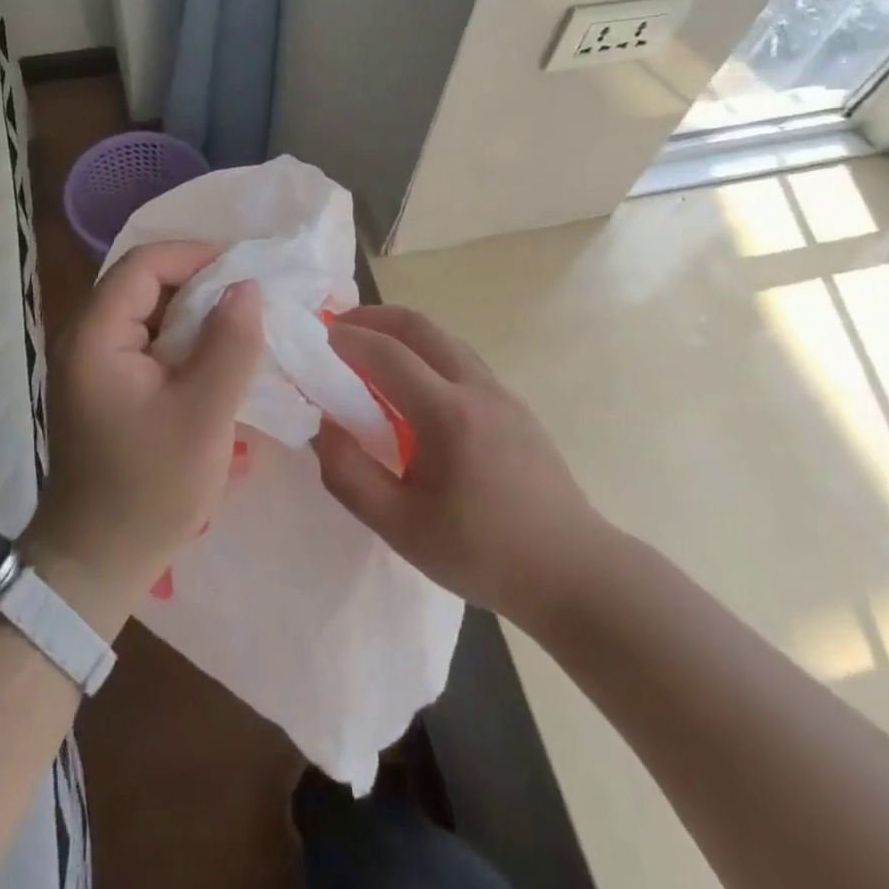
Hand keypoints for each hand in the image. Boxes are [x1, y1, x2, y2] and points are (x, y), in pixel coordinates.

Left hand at [23, 242, 263, 636]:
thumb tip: (248, 287)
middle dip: (201, 284)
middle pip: (145, 284)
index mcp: (96, 336)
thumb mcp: (203, 415)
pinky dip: (185, 342)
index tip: (246, 271)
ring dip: (196, 314)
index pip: (144, 264)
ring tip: (245, 325)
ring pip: (150, 314)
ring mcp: (94, 364)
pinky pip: (149, 344)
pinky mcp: (107, 386)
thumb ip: (230, 345)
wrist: (96, 562)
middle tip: (253, 298)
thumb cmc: (149, 489)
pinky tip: (220, 358)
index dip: (196, 256)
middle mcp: (86, 338)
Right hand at [312, 304, 612, 624]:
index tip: (314, 337)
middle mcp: (477, 387)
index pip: (386, 354)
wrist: (574, 571)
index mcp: (448, 414)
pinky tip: (414, 386)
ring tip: (370, 351)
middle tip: (338, 329)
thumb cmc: (483, 554)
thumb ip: (350, 475)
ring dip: (402, 332)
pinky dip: (426, 352)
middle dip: (373, 317)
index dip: (346, 339)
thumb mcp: (401, 529)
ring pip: (444, 338)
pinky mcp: (515, 404)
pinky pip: (461, 359)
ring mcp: (502, 392)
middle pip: (419, 326)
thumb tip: (322, 426)